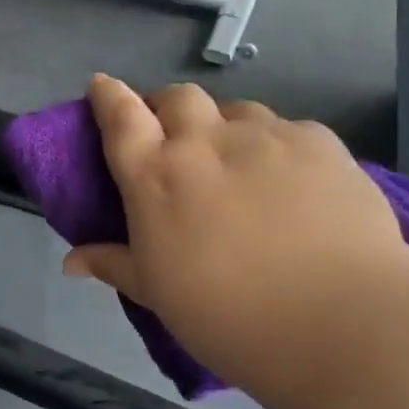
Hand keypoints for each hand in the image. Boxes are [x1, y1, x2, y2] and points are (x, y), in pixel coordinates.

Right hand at [63, 76, 408, 394]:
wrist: (337, 322)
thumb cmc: (228, 317)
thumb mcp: (159, 295)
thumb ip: (115, 265)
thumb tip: (71, 260)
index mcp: (156, 177)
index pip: (120, 117)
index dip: (107, 96)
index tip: (102, 86)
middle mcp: (205, 142)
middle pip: (177, 98)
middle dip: (166, 108)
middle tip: (173, 140)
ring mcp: (266, 136)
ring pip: (235, 110)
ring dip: (223, 127)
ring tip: (236, 163)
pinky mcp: (319, 142)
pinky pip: (286, 129)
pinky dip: (275, 145)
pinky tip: (290, 181)